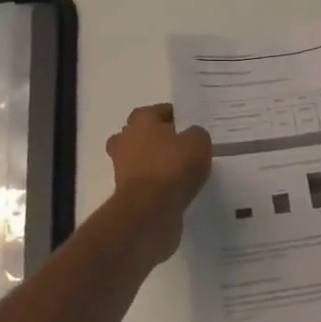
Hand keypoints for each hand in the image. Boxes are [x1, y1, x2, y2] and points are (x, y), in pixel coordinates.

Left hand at [105, 104, 210, 260]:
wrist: (149, 210)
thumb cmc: (171, 167)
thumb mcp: (198, 142)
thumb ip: (196, 134)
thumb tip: (192, 137)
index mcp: (140, 120)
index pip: (157, 111)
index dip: (174, 116)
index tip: (190, 125)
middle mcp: (125, 140)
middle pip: (143, 134)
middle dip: (160, 139)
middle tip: (184, 146)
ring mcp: (122, 168)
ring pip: (142, 159)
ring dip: (157, 163)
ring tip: (183, 171)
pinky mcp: (126, 193)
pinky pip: (145, 183)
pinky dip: (157, 185)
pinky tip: (177, 190)